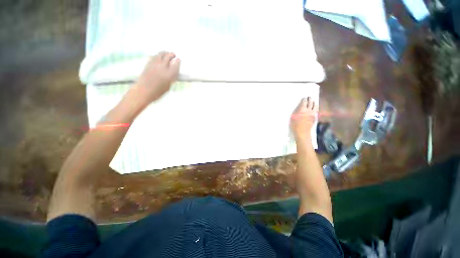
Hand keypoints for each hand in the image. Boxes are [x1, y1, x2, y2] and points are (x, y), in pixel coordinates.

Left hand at [135, 52, 180, 102]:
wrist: (144, 90)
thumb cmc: (158, 91)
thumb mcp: (169, 85)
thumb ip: (172, 77)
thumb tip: (173, 71)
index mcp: (170, 74)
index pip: (176, 64)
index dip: (178, 60)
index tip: (179, 59)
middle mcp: (163, 67)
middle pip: (168, 56)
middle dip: (172, 54)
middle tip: (174, 54)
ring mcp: (155, 64)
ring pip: (161, 54)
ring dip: (165, 52)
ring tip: (167, 52)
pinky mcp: (148, 63)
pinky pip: (154, 56)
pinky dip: (158, 55)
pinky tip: (159, 55)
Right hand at [291, 97, 317, 140]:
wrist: (302, 132)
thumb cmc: (295, 125)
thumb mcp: (293, 117)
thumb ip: (296, 111)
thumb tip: (299, 107)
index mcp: (302, 110)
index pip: (304, 102)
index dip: (304, 99)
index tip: (304, 98)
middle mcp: (309, 110)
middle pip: (310, 103)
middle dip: (310, 99)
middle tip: (309, 97)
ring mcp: (313, 114)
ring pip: (315, 106)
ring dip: (314, 103)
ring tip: (313, 102)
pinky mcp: (315, 117)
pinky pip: (316, 110)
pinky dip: (315, 108)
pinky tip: (314, 108)